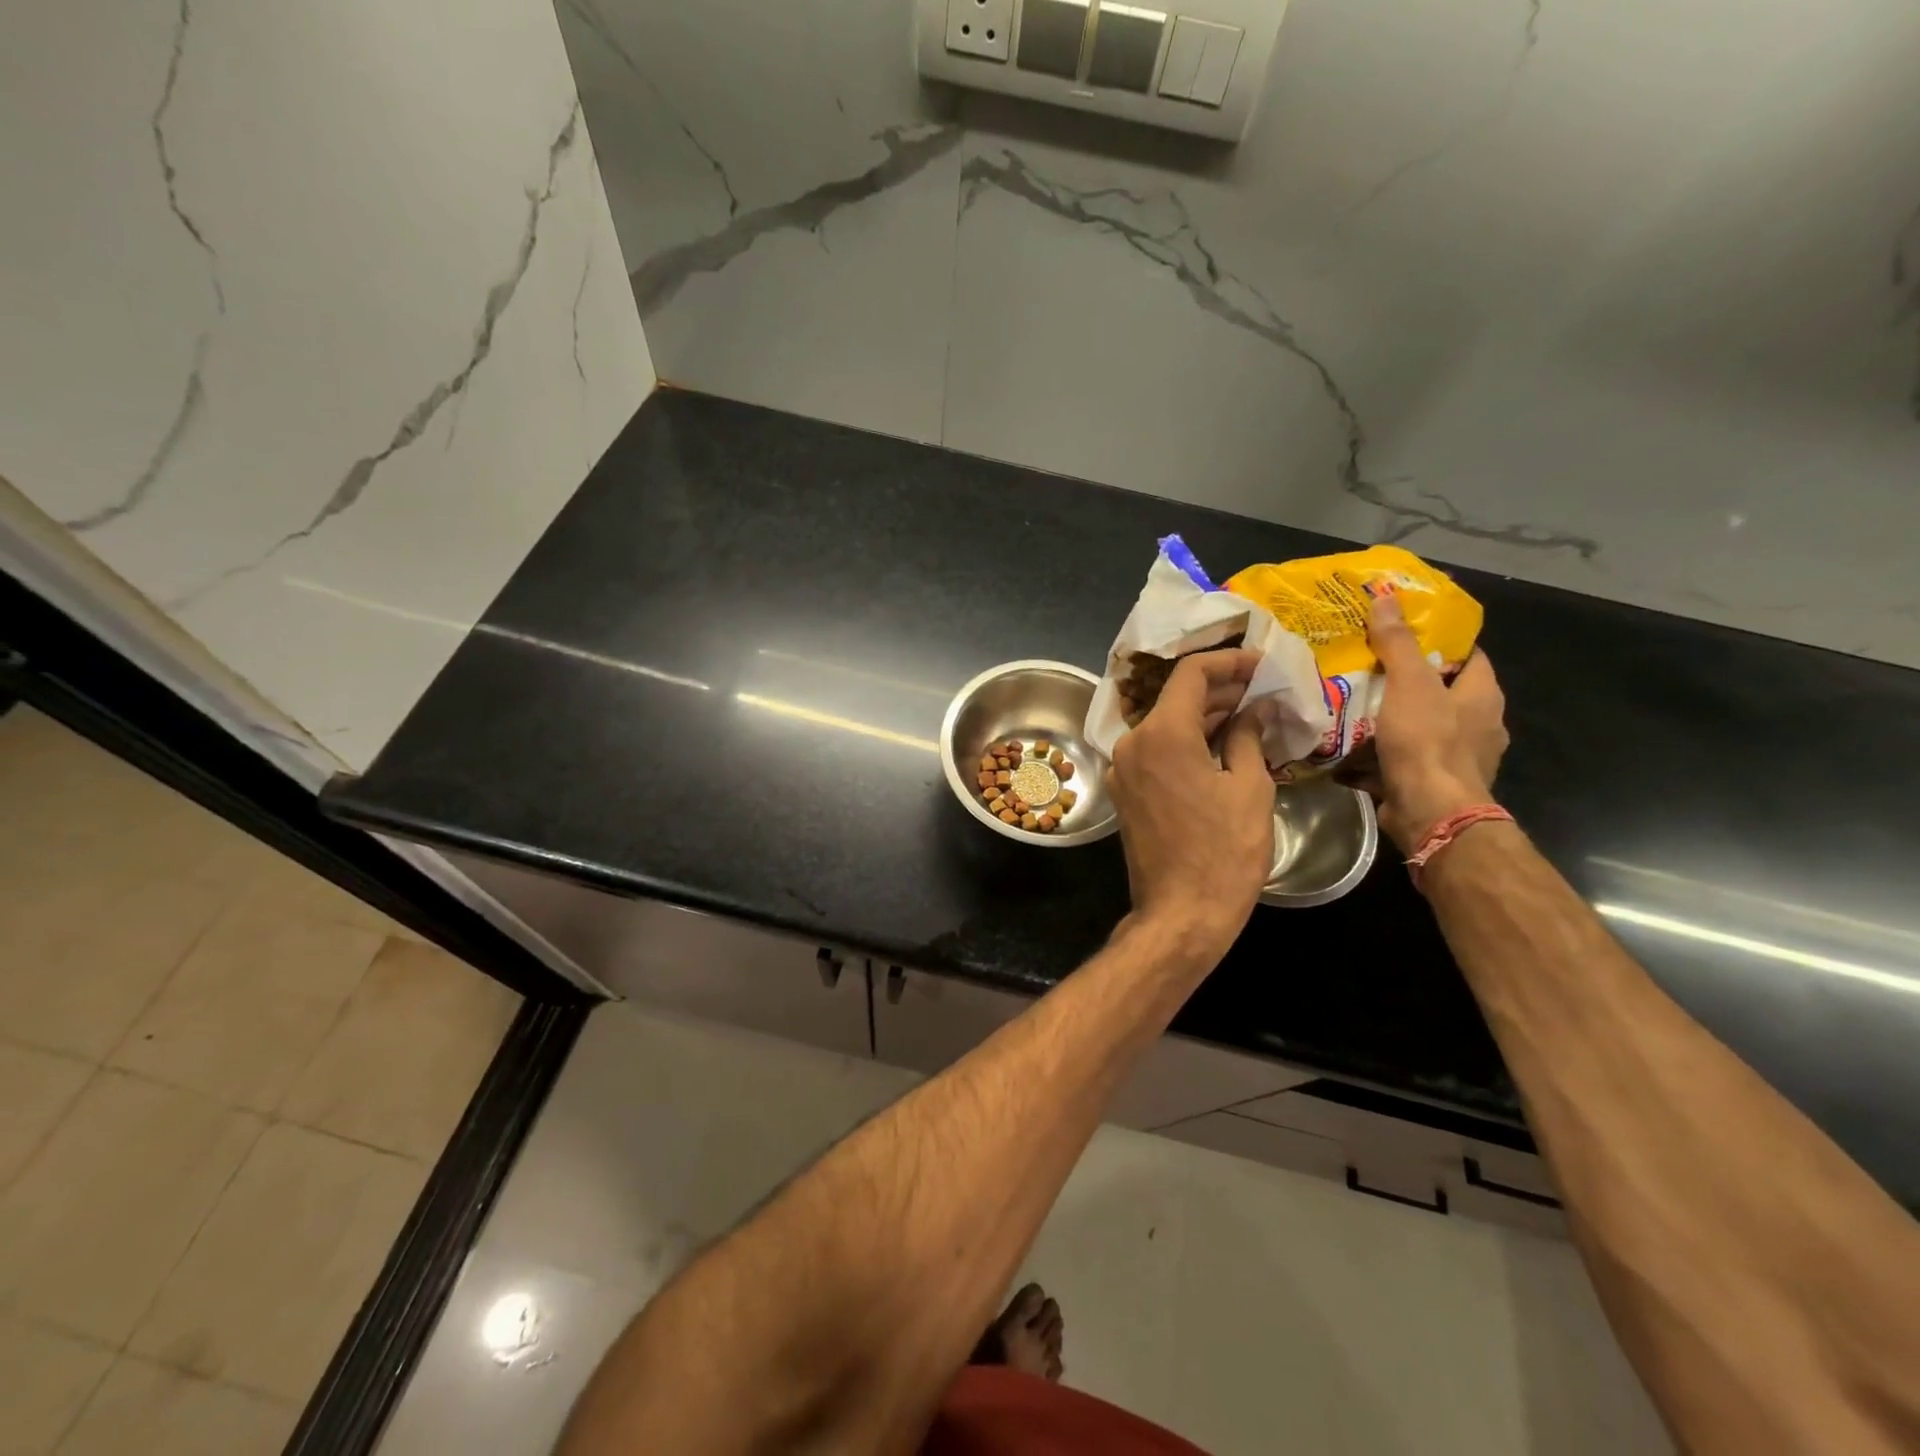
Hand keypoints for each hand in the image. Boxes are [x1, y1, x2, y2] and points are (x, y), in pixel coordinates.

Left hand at [1106, 649, 1274, 964]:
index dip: (1229, 662)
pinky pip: (1156, 753)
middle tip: (1264, 691)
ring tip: (1251, 715)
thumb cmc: (1224, 852)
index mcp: (1161, 734)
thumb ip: (1247, 737)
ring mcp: (1122, 769)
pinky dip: (1187, 743)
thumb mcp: (1249, 788)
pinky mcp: (1124, 792)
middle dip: (1220, 691)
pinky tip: (1222, 747)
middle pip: (1176, 698)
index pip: (1191, 674)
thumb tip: (1254, 709)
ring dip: (1204, 717)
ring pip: (1165, 726)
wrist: (1180, 914)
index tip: (1261, 665)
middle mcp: (1132, 742)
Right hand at [1366, 591, 1509, 853]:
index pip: (1469, 656)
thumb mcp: (1409, 684)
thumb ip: (1397, 643)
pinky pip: (1405, 758)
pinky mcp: (1433, 783)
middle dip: (1407, 681)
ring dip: (1392, 718)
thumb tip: (1386, 598)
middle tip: (1367, 667)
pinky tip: (1353, 746)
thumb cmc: (1427, 742)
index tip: (1401, 633)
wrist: (1430, 813)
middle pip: (1442, 692)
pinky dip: (1383, 752)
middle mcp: (1479, 725)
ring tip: (1353, 705)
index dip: (1439, 642)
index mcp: (1483, 695)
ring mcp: (1458, 758)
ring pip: (1422, 726)